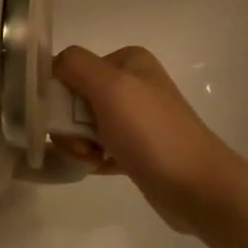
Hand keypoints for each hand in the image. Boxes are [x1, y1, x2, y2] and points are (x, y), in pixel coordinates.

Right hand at [52, 46, 233, 233]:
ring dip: (79, 144)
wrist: (196, 186)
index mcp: (127, 61)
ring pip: (82, 126)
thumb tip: (51, 65)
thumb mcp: (111, 86)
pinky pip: (97, 146)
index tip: (65, 120)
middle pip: (74, 98)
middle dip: (69, 125)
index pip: (71, 68)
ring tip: (94, 159)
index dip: (60, 95)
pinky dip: (93, 157)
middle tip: (83, 145)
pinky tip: (102, 167)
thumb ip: (75, 65)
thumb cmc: (151, 132)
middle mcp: (131, 83)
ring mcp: (134, 116)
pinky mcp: (135, 146)